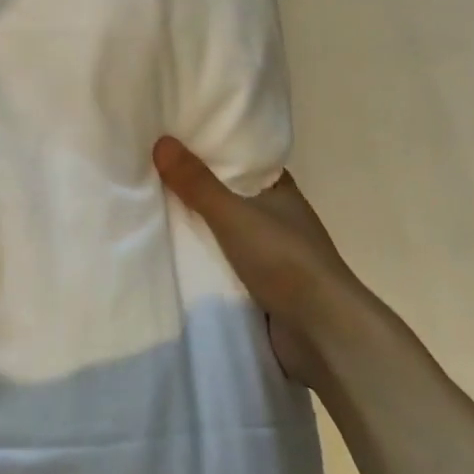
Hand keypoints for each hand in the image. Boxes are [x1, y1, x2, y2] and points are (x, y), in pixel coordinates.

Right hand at [153, 136, 357, 386]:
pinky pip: (224, 261)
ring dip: (199, 226)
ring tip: (153, 210)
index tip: (176, 142)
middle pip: (229, 194)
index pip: (242, 159)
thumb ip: (197, 183)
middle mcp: (278, 216)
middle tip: (152, 174)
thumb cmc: (284, 260)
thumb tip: (161, 141)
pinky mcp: (263, 284)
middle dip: (196, 189)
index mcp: (279, 190)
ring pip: (225, 230)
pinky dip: (204, 257)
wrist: (322, 333)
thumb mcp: (233, 215)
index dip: (212, 150)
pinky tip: (175, 252)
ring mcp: (272, 252)